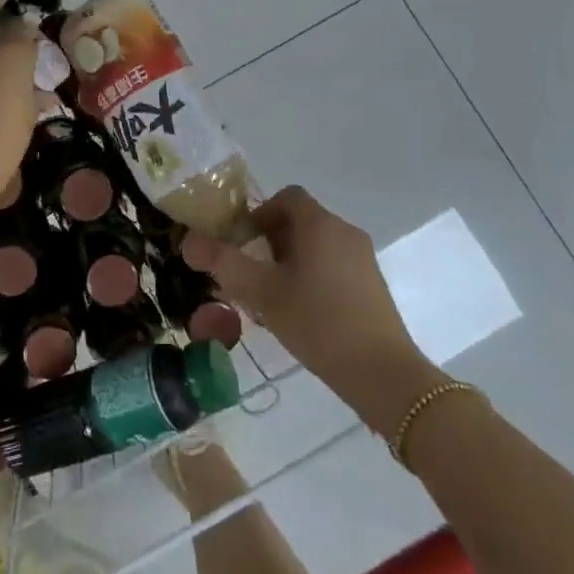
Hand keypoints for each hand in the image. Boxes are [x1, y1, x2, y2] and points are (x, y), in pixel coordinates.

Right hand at [182, 186, 443, 431]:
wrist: (384, 377)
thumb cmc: (319, 323)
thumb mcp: (262, 293)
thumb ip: (223, 263)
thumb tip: (188, 241)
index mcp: (320, 224)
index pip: (286, 197)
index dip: (260, 213)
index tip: (243, 242)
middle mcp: (345, 232)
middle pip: (299, 222)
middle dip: (270, 242)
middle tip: (251, 274)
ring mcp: (363, 260)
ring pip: (316, 247)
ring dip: (289, 263)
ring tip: (271, 299)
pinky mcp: (373, 287)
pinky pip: (333, 267)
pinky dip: (312, 278)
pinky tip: (300, 316)